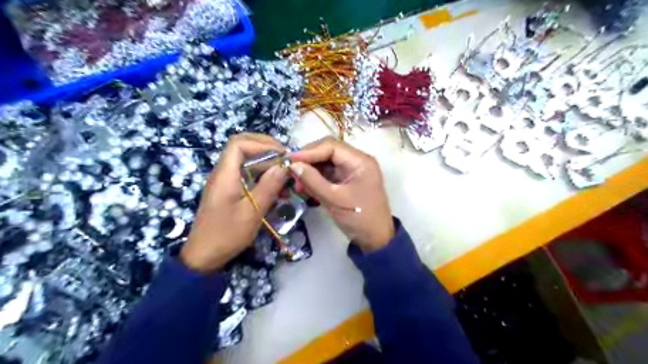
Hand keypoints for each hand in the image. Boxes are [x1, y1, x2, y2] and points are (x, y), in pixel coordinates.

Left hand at [179, 134, 285, 273]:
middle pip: (242, 148)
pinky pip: (245, 175)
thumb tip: (284, 165)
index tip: (282, 155)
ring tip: (284, 175)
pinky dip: (261, 176)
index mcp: (225, 174)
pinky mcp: (228, 191)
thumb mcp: (252, 212)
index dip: (262, 144)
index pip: (239, 144)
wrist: (203, 256)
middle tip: (285, 160)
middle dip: (266, 149)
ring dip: (265, 164)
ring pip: (245, 161)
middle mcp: (223, 173)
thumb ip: (269, 186)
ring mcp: (224, 182)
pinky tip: (275, 188)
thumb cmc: (227, 234)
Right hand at [290, 136, 391, 252]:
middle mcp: (356, 161)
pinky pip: (328, 174)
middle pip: (327, 151)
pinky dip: (315, 179)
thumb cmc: (359, 218)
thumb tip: (293, 165)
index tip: (290, 160)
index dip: (309, 151)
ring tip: (296, 183)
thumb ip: (313, 180)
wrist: (375, 239)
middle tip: (291, 172)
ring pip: (325, 162)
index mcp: (360, 161)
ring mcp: (351, 170)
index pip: (331, 146)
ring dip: (310, 170)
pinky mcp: (346, 180)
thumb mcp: (334, 200)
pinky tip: (304, 187)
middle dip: (308, 160)